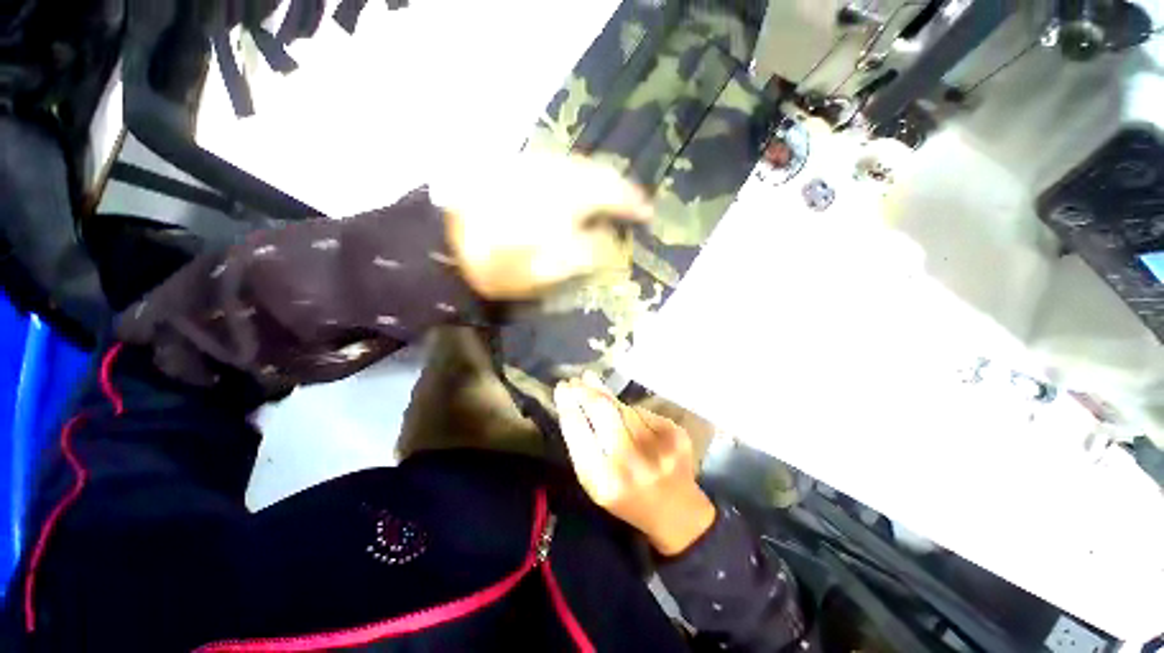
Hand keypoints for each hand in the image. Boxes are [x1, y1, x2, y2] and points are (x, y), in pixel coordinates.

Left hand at [435, 153, 651, 299]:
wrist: (443, 248)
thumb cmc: (503, 263)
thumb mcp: (553, 267)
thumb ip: (590, 250)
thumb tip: (610, 235)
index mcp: (566, 194)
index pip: (613, 192)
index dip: (633, 204)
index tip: (648, 215)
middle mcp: (553, 171)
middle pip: (597, 173)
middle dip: (617, 191)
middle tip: (629, 208)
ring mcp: (531, 168)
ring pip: (576, 169)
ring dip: (595, 185)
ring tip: (605, 204)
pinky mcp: (514, 172)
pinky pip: (555, 171)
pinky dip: (572, 184)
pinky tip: (571, 199)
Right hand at [554, 373, 715, 555]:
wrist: (676, 512)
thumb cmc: (626, 497)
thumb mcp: (595, 483)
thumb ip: (583, 446)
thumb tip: (573, 403)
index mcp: (603, 480)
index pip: (578, 430)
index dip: (568, 404)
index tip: (561, 388)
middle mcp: (630, 461)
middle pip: (602, 409)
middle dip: (585, 390)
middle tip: (576, 379)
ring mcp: (657, 445)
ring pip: (623, 406)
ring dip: (605, 393)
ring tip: (592, 382)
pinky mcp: (675, 434)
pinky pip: (642, 411)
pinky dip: (630, 410)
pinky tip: (625, 414)